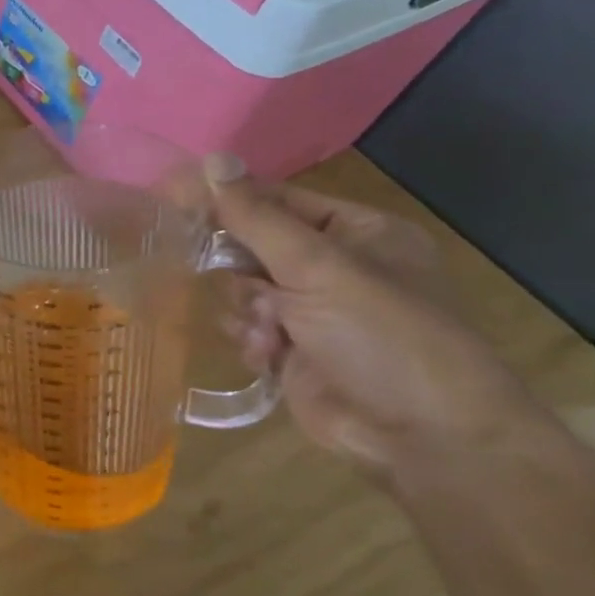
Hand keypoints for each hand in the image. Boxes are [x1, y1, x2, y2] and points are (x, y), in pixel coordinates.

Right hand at [207, 157, 549, 472]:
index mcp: (356, 233)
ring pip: (242, 290)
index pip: (276, 201)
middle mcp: (335, 267)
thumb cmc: (381, 335)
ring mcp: (314, 312)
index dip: (227, 201)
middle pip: (253, 246)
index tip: (172, 200)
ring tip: (272, 331)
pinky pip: (247, 328)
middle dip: (241, 269)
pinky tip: (270, 355)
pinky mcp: (294, 351)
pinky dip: (252, 339)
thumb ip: (256, 217)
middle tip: (239, 280)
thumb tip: (211, 158)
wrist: (422, 436)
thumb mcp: (318, 268)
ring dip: (246, 309)